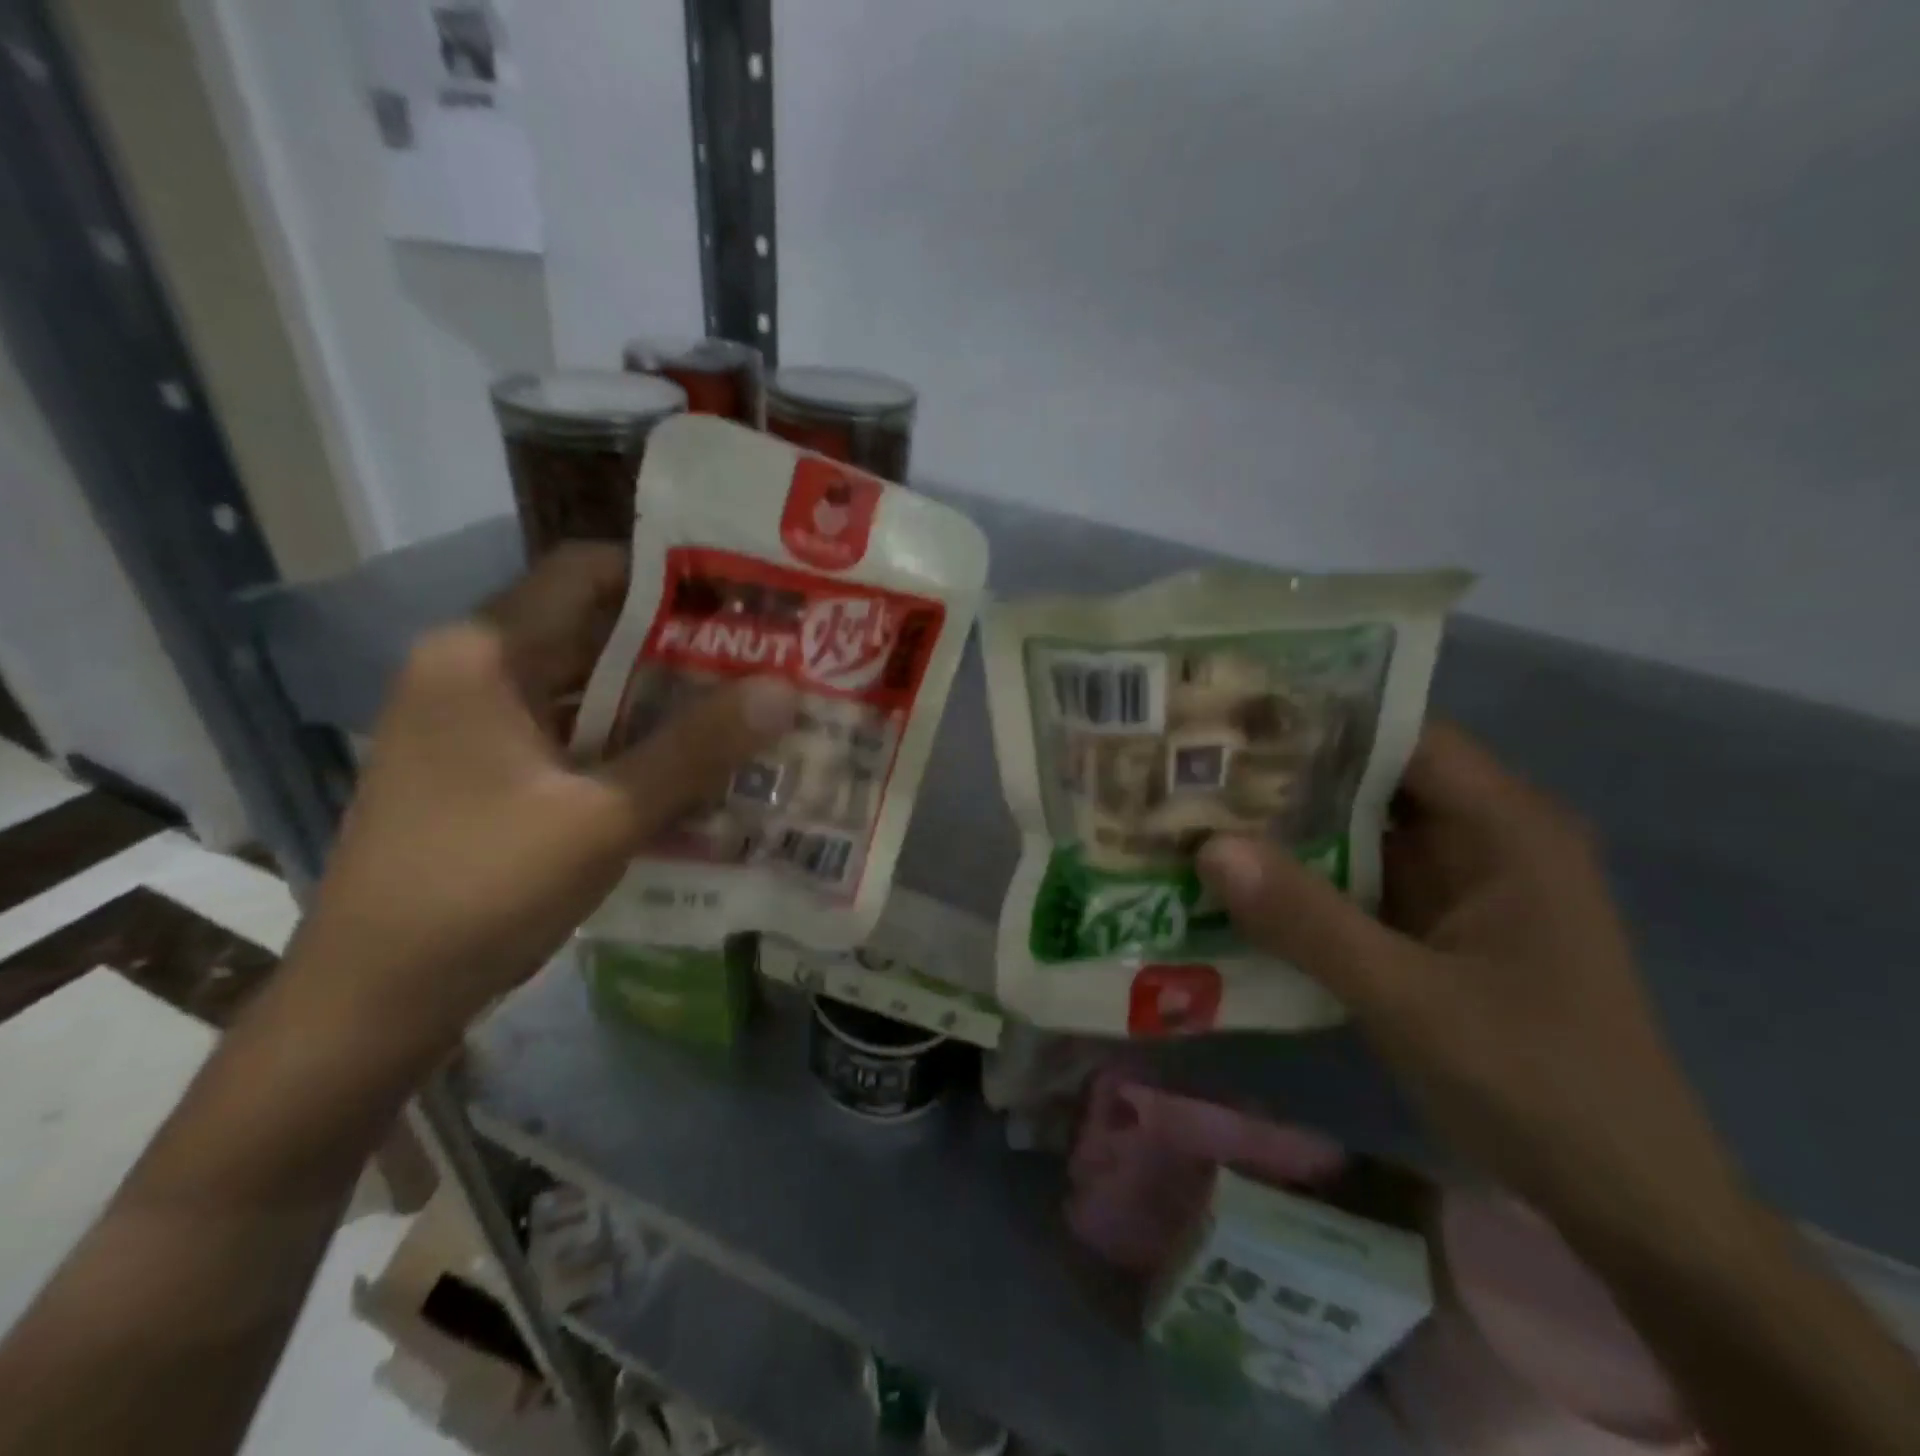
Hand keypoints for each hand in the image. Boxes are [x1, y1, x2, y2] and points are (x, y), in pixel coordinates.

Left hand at [288, 544, 795, 1051]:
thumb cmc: (482, 889)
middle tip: (763, 661)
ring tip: (743, 711)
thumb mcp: (605, 816)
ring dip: (658, 700)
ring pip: (584, 688)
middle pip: (591, 631)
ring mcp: (474, 725)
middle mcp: (472, 672)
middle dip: (680, 647)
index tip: (743, 600)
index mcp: (483, 655)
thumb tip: (785, 690)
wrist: (372, 1001)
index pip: (586, 571)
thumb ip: (696, 749)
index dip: (668, 577)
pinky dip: (627, 742)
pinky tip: (689, 766)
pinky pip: (570, 734)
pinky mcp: (482, 771)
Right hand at [1198, 724, 1738, 1235]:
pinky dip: (1299, 876)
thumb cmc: (1540, 1085)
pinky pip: (1353, 879)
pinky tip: (1233, 876)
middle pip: (1369, 779)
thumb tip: (1208, 847)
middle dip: (1282, 773)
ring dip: (1283, 826)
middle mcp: (1482, 838)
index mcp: (1506, 827)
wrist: (1622, 1200)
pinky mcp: (1430, 925)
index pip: (1400, 736)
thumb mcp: (1413, 1001)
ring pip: (1355, 830)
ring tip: (1193, 809)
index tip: (1230, 718)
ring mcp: (1454, 883)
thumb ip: (1309, 922)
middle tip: (1189, 764)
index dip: (1317, 719)